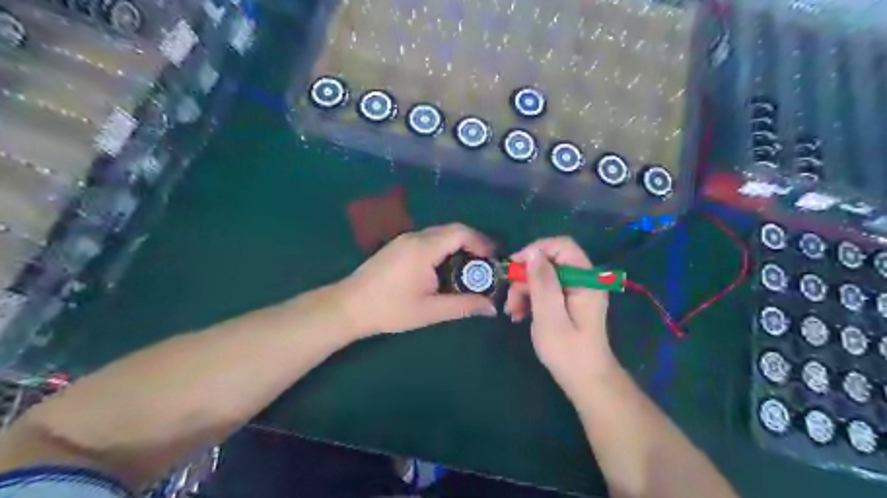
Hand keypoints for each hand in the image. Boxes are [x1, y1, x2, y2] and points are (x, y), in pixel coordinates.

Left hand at [340, 223, 497, 336]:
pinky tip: (446, 269)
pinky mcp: (398, 246)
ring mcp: (404, 239)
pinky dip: (444, 249)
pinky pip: (429, 239)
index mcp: (423, 248)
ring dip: (458, 246)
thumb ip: (463, 306)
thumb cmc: (390, 309)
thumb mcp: (430, 311)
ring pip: (440, 234)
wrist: (348, 306)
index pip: (461, 232)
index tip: (493, 260)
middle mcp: (415, 237)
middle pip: (452, 230)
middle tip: (486, 266)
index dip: (482, 242)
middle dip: (473, 244)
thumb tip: (492, 308)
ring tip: (469, 269)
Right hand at [502, 237, 617, 399]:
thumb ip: (543, 283)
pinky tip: (520, 315)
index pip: (562, 246)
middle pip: (549, 262)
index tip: (515, 267)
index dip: (536, 250)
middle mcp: (583, 280)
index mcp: (586, 280)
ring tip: (513, 313)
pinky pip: (546, 290)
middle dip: (526, 277)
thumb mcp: (550, 317)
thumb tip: (533, 253)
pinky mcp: (568, 302)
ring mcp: (576, 291)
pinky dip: (530, 299)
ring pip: (544, 276)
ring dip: (524, 290)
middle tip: (510, 299)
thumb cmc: (569, 352)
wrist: (586, 381)